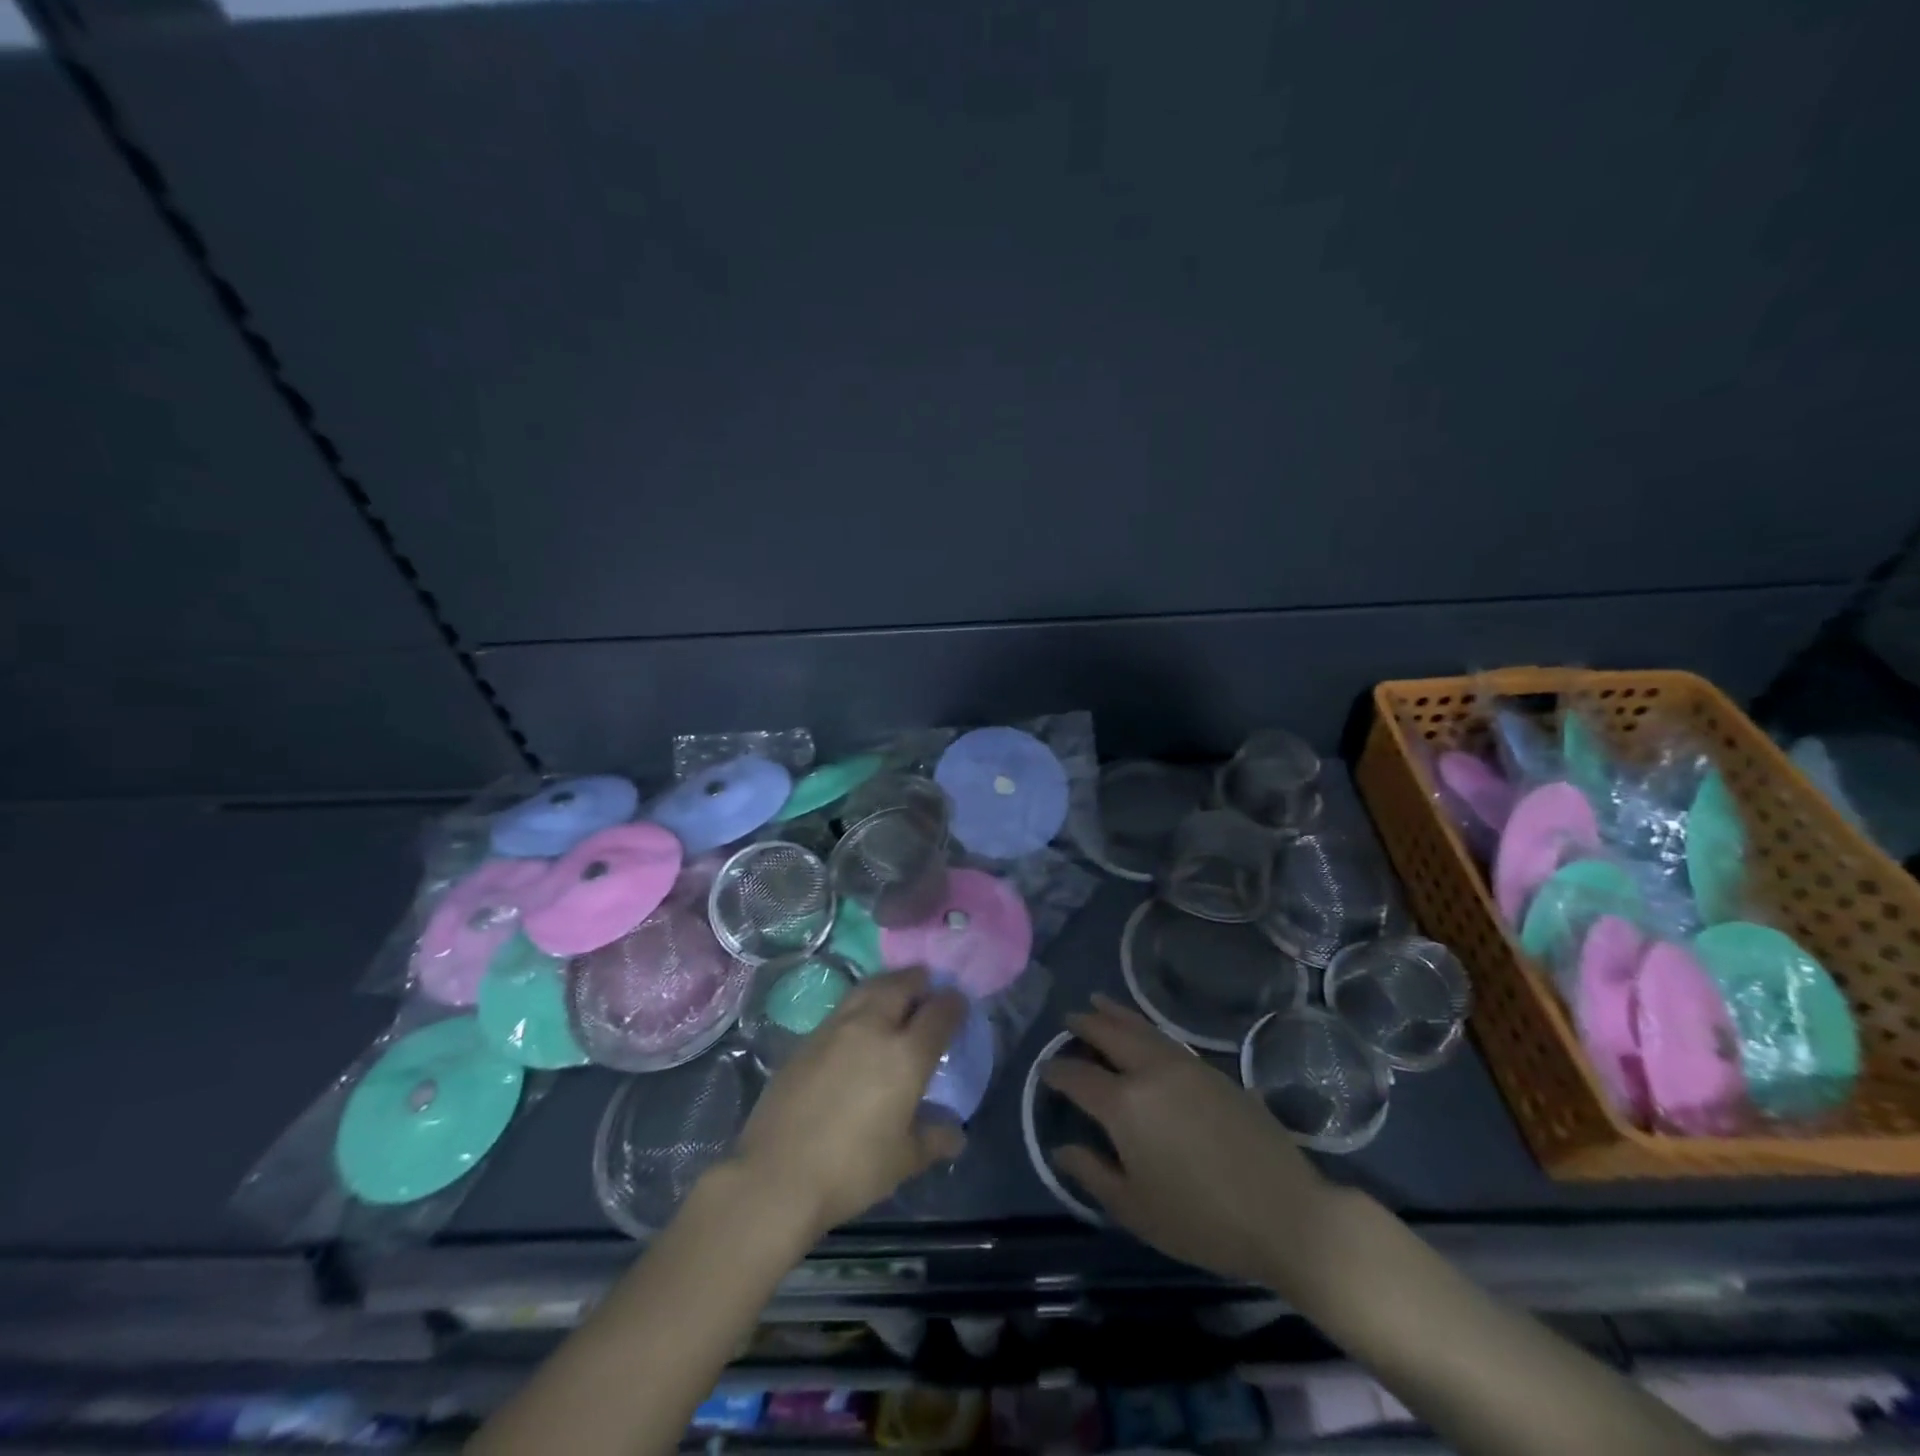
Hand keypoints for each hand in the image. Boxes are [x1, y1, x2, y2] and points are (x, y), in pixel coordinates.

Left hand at [728, 967, 967, 1241]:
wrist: (776, 1175)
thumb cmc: (851, 1170)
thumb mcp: (903, 1160)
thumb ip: (934, 1139)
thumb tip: (956, 1133)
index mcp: (906, 1055)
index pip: (938, 1013)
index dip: (953, 1004)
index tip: (959, 1002)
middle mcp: (873, 1028)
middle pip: (901, 985)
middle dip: (919, 980)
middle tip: (928, 984)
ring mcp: (836, 1028)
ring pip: (869, 988)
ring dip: (888, 984)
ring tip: (896, 990)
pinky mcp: (808, 1038)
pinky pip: (844, 1007)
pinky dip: (861, 1002)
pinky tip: (860, 1020)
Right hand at [1042, 994, 1336, 1286]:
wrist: (1285, 1213)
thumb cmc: (1202, 1220)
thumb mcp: (1136, 1210)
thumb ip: (1092, 1174)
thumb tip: (1061, 1149)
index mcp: (1125, 1105)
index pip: (1079, 1077)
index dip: (1058, 1072)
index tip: (1046, 1069)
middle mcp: (1151, 1072)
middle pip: (1110, 1034)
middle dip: (1085, 1024)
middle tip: (1069, 1019)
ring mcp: (1186, 1065)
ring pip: (1141, 1028)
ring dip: (1115, 1014)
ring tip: (1098, 1003)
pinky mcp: (1214, 1070)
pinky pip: (1167, 1039)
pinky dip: (1145, 1028)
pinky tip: (1144, 1034)